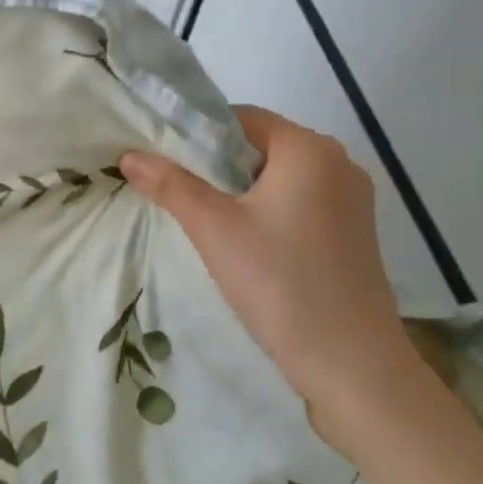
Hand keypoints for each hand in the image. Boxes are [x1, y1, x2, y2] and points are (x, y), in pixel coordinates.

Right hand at [120, 106, 424, 434]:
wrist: (351, 364)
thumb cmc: (279, 282)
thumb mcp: (214, 228)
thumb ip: (170, 184)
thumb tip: (128, 155)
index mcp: (309, 148)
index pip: (242, 119)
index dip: (198, 134)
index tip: (166, 162)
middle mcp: (339, 162)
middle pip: (261, 146)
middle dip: (217, 166)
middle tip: (179, 194)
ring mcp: (352, 200)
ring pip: (280, 178)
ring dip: (241, 191)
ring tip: (206, 221)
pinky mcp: (354, 233)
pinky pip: (301, 203)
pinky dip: (269, 211)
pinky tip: (247, 244)